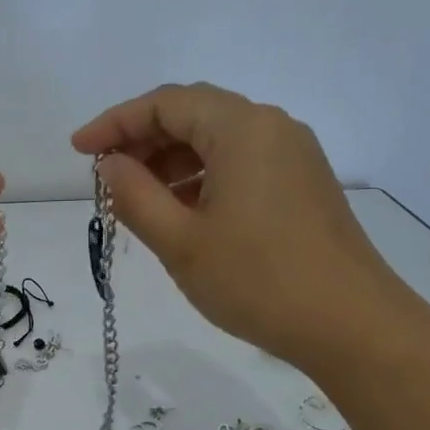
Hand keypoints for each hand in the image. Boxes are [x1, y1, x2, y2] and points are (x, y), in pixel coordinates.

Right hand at [72, 83, 412, 360]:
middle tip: (105, 179)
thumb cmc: (257, 281)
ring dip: (171, 162)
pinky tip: (182, 212)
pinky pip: (241, 164)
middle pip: (194, 115)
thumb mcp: (180, 242)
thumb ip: (135, 196)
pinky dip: (202, 178)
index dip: (114, 123)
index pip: (165, 104)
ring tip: (137, 200)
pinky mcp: (303, 185)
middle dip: (142, 141)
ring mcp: (294, 156)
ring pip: (218, 141)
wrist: (350, 325)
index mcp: (242, 128)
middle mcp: (272, 127)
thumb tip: (110, 166)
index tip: (78, 151)